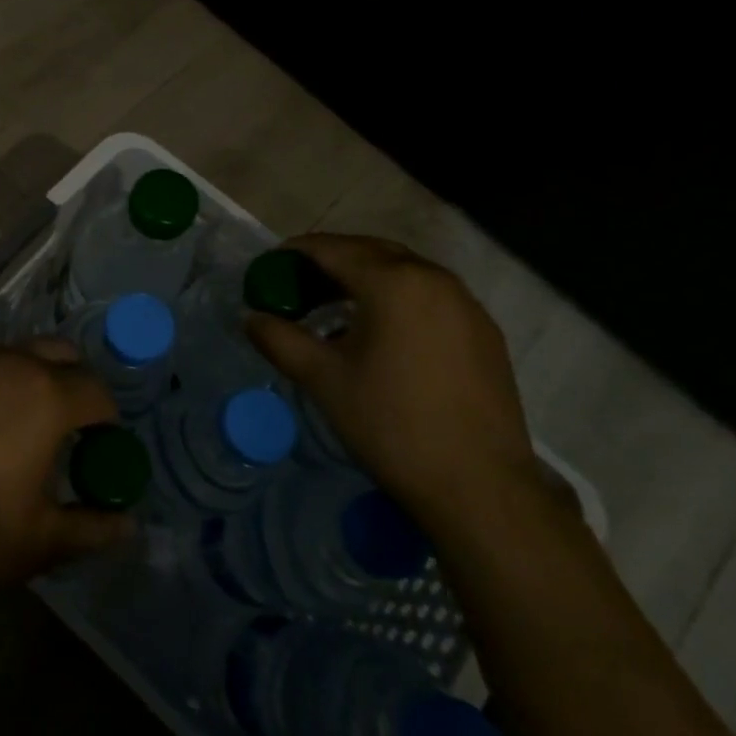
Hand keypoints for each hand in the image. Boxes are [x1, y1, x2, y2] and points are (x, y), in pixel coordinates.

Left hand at [0, 342, 133, 618]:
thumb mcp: (42, 542)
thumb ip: (94, 526)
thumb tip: (129, 526)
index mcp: (44, 396)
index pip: (97, 392)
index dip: (108, 423)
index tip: (102, 453)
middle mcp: (8, 364)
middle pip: (60, 355)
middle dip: (75, 385)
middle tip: (72, 433)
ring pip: (18, 355)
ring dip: (36, 380)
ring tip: (29, 431)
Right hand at [247, 234, 540, 523]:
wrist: (479, 486)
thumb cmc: (391, 424)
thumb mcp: (322, 379)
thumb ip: (279, 339)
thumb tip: (251, 317)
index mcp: (393, 283)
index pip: (333, 248)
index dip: (295, 252)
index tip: (269, 266)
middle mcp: (434, 279)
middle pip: (371, 252)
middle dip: (331, 260)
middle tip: (297, 284)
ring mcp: (466, 305)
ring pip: (404, 272)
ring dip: (366, 278)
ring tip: (335, 307)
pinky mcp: (484, 332)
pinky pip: (430, 296)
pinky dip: (397, 298)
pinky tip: (381, 333)